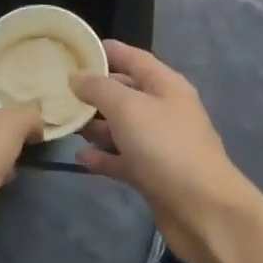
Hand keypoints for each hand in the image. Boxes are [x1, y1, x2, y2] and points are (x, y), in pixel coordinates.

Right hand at [70, 41, 261, 262]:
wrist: (204, 211)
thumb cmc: (166, 148)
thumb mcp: (128, 108)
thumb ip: (99, 88)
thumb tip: (77, 76)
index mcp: (165, 85)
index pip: (132, 57)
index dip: (104, 51)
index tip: (72, 51)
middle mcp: (163, 109)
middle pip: (124, 92)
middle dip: (93, 91)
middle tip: (57, 90)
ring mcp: (159, 143)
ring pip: (121, 127)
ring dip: (95, 125)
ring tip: (64, 124)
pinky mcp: (152, 174)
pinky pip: (123, 158)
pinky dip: (103, 156)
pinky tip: (80, 157)